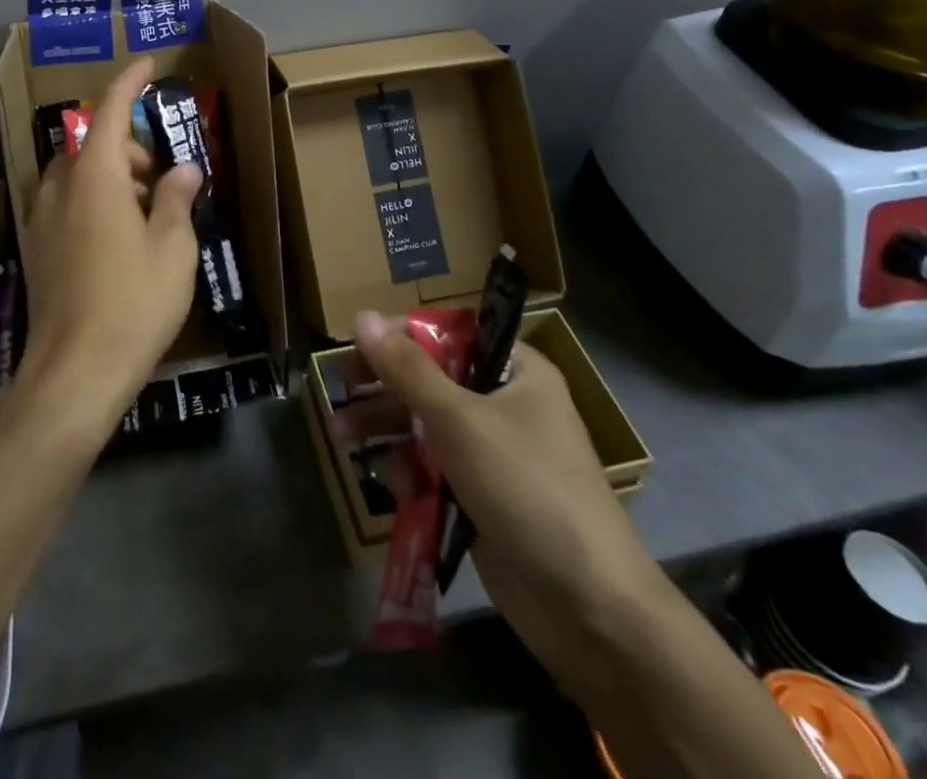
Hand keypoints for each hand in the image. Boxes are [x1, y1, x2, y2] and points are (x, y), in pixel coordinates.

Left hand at [19, 59, 201, 426]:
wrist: (74, 371)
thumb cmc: (134, 302)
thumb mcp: (172, 248)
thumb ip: (176, 198)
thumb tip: (183, 170)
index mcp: (94, 176)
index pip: (109, 110)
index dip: (129, 82)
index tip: (148, 65)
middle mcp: (59, 187)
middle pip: (93, 144)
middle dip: (129, 147)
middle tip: (162, 179)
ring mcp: (39, 218)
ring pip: (76, 174)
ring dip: (110, 175)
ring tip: (144, 214)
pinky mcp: (34, 248)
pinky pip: (64, 203)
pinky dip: (91, 200)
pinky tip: (115, 240)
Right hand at [352, 312, 668, 664]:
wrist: (589, 610)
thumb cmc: (528, 490)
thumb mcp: (460, 420)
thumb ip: (407, 368)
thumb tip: (361, 316)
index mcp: (515, 371)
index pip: (449, 332)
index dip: (401, 333)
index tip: (355, 343)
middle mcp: (504, 403)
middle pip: (430, 378)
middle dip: (383, 385)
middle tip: (338, 386)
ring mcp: (492, 452)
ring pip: (424, 424)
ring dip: (384, 427)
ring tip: (339, 436)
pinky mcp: (480, 495)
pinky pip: (433, 466)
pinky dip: (408, 469)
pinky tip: (388, 481)